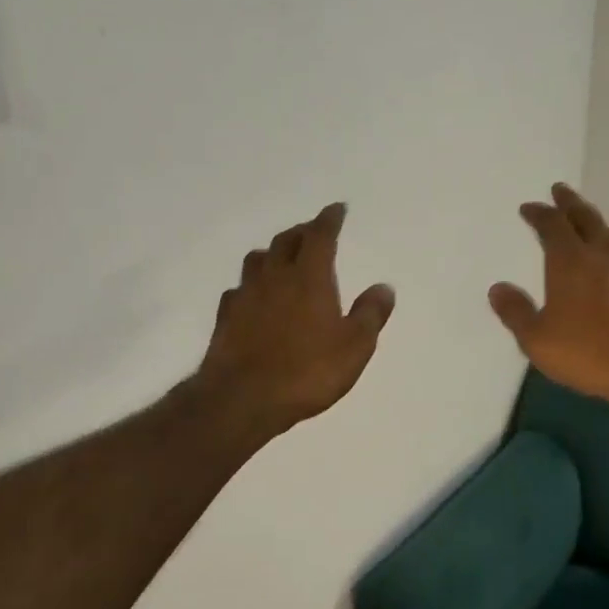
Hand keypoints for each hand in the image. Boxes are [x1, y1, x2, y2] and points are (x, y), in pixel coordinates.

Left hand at [196, 203, 395, 439]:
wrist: (242, 398)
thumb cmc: (307, 371)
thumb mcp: (355, 346)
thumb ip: (370, 314)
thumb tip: (383, 287)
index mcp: (309, 277)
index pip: (320, 236)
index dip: (329, 219)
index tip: (337, 209)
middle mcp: (275, 277)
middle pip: (286, 241)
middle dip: (302, 231)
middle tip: (313, 231)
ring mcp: (246, 296)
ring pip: (257, 260)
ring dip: (272, 252)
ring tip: (282, 258)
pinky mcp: (225, 319)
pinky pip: (238, 291)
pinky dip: (250, 287)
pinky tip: (253, 298)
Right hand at [489, 184, 608, 418]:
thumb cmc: (589, 352)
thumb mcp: (537, 339)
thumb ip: (516, 312)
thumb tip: (498, 288)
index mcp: (570, 261)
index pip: (552, 225)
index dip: (539, 213)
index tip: (529, 207)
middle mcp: (603, 255)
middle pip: (586, 218)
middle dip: (570, 203)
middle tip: (560, 190)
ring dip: (598, 224)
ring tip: (591, 223)